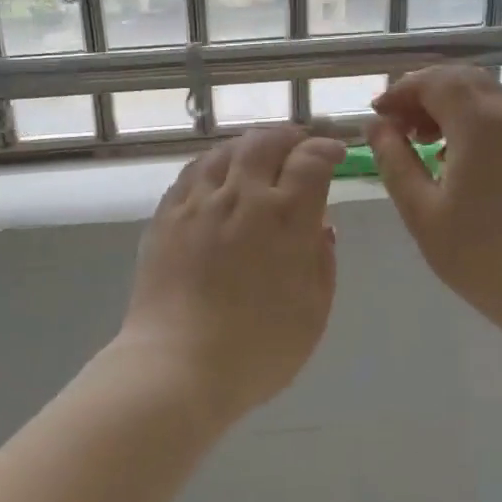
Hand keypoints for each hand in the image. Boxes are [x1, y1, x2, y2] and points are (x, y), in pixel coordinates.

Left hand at [120, 125, 344, 415]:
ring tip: (259, 154)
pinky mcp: (167, 216)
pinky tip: (217, 173)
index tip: (334, 153)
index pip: (310, 160)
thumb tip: (320, 227)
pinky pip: (192, 172)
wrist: (178, 365)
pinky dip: (213, 162)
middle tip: (298, 145)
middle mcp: (242, 197)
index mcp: (285, 218)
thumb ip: (321, 262)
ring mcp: (199, 203)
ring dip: (249, 145)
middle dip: (288, 137)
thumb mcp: (313, 311)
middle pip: (265, 142)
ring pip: (225, 151)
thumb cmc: (258, 349)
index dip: (325, 149)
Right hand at [368, 65, 501, 336]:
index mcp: (479, 124)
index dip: (401, 91)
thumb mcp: (420, 210)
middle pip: (462, 79)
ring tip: (422, 140)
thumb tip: (376, 126)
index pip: (435, 81)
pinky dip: (472, 119)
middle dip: (424, 92)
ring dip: (449, 104)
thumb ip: (394, 161)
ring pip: (485, 94)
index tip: (378, 115)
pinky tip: (455, 156)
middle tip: (398, 126)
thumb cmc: (477, 254)